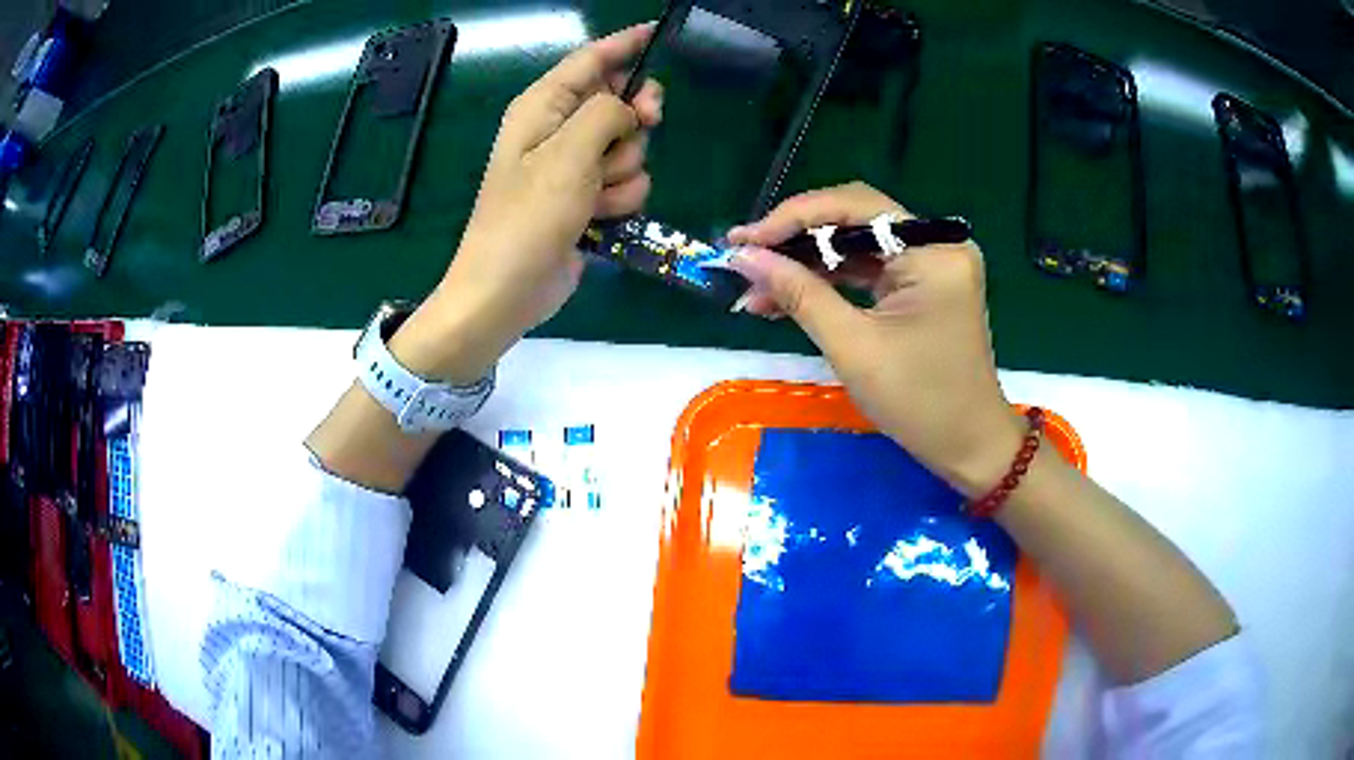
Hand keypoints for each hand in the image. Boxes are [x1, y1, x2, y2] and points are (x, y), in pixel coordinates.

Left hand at [390, 24, 662, 383]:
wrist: (506, 292)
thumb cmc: (526, 219)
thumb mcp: (568, 156)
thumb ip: (606, 113)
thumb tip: (628, 106)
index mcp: (542, 107)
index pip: (590, 59)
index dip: (626, 44)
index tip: (659, 32)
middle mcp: (558, 129)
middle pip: (619, 101)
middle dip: (635, 120)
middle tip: (646, 125)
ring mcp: (572, 166)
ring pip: (631, 147)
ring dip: (624, 172)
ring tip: (593, 197)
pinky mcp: (586, 198)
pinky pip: (627, 182)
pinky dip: (620, 200)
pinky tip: (597, 219)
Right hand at [727, 182, 1024, 495]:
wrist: (968, 447)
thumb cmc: (919, 402)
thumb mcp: (852, 346)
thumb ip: (798, 293)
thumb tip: (743, 257)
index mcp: (932, 251)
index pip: (854, 207)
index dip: (793, 218)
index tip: (743, 240)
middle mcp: (938, 244)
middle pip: (855, 221)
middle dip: (796, 240)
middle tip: (744, 258)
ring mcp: (933, 264)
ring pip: (857, 245)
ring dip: (807, 263)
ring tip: (756, 287)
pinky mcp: (925, 285)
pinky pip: (869, 270)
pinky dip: (830, 281)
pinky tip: (788, 296)